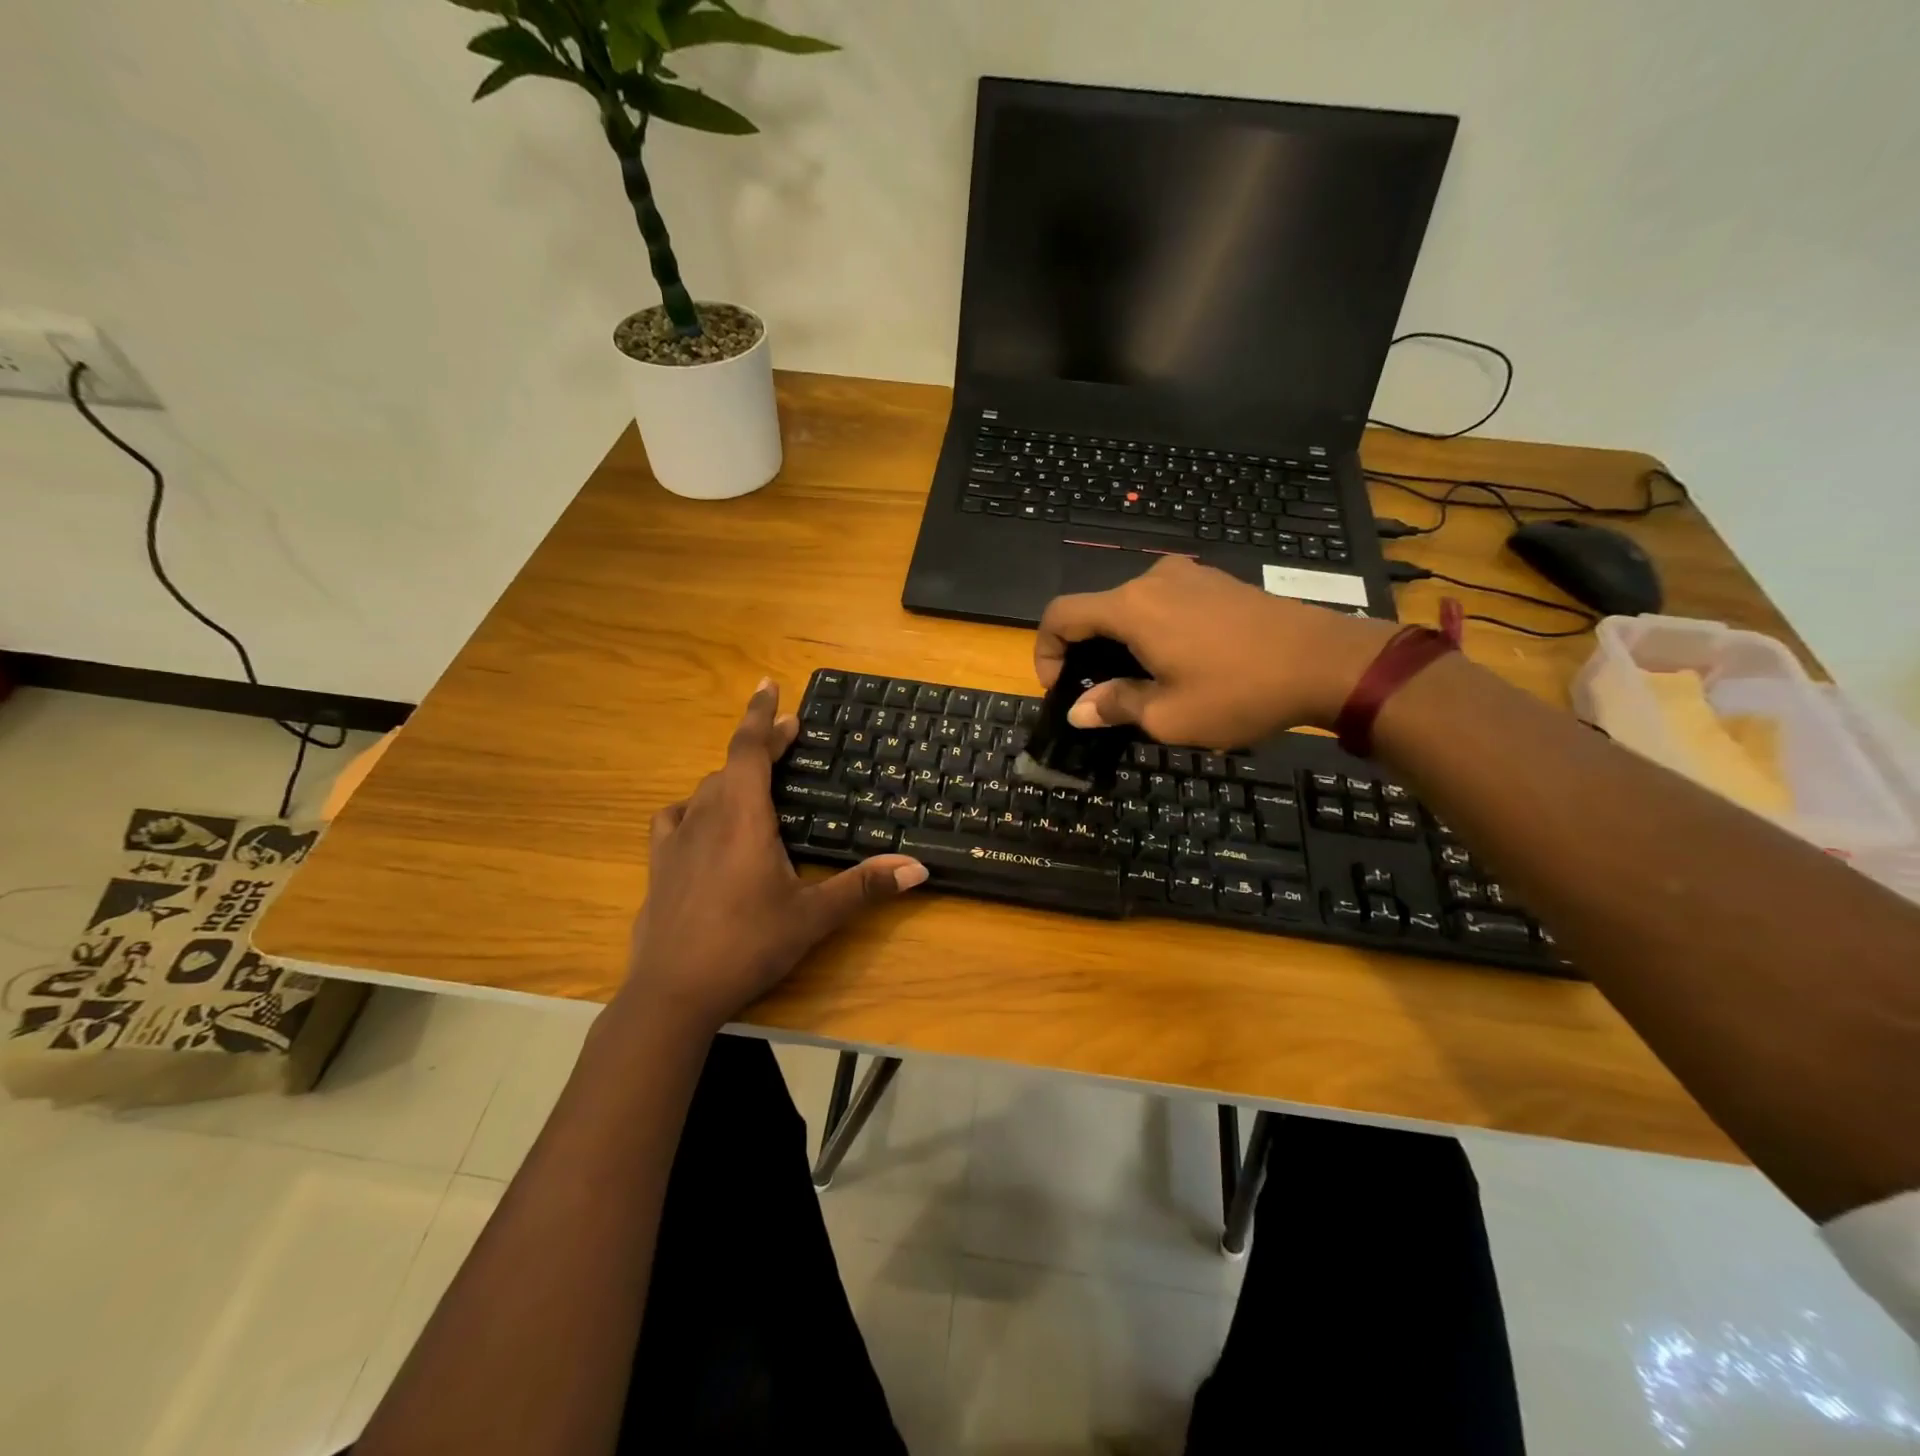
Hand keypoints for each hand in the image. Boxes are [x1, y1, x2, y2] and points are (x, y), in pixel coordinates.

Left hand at [621, 680, 927, 1034]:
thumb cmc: (747, 945)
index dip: (761, 714)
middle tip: (787, 737)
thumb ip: (865, 888)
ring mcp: (676, 839)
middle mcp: (706, 816)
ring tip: (755, 782)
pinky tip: (704, 823)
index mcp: (743, 817)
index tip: (769, 685)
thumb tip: (918, 869)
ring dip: (731, 775)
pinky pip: (677, 817)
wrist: (672, 992)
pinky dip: (696, 807)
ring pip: (705, 789)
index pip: (749, 748)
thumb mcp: (813, 917)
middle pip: (731, 763)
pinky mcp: (658, 864)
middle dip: (760, 745)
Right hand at [1034, 556, 1395, 746]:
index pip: (1061, 615)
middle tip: (1100, 695)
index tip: (1061, 688)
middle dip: (1085, 652)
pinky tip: (1176, 662)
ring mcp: (1188, 575)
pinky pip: (1163, 602)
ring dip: (1119, 642)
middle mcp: (1152, 579)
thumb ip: (1115, 706)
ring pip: (1130, 606)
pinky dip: (1150, 630)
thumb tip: (1079, 710)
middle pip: (1095, 610)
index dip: (1045, 651)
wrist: (1327, 662)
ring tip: (1139, 683)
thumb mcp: (1169, 715)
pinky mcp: (1215, 581)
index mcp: (1132, 607)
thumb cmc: (1239, 692)